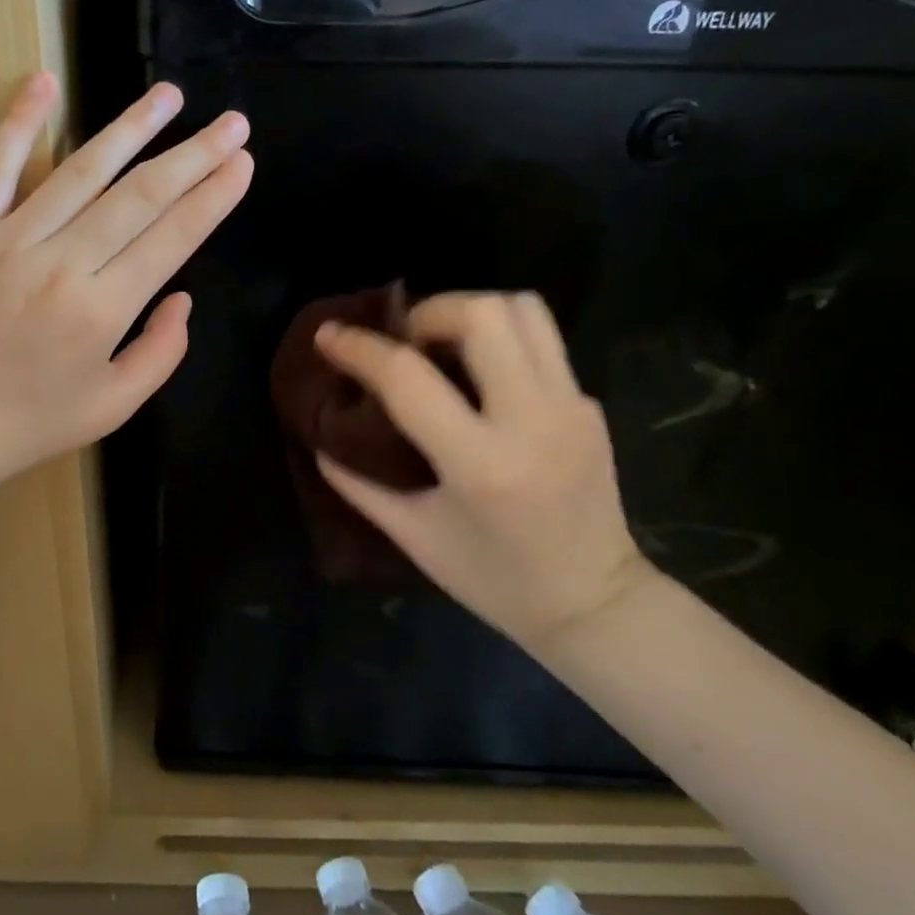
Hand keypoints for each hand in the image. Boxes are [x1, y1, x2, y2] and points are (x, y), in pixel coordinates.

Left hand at [0, 72, 252, 491]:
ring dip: (130, 128)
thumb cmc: (32, 424)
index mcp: (101, 310)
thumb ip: (162, 352)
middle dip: (193, 155)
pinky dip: (18, 122)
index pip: (172, 238)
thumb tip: (182, 295)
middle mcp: (60, 263)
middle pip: (139, 196)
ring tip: (169, 96)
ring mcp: (8, 240)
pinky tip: (45, 82)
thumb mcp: (115, 406)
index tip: (243, 163)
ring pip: (80, 171)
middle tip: (233, 124)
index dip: (213, 197)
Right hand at [315, 291, 653, 651]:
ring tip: (442, 342)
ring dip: (471, 311)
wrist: (594, 604)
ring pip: (524, 309)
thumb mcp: (415, 537)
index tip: (329, 336)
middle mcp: (533, 421)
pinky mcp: (590, 404)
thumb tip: (319, 439)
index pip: (409, 379)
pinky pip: (542, 341)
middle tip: (404, 341)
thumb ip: (359, 484)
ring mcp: (571, 407)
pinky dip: (500, 339)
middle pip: (483, 315)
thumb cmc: (495, 581)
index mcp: (481, 464)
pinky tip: (479, 376)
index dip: (360, 349)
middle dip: (428, 311)